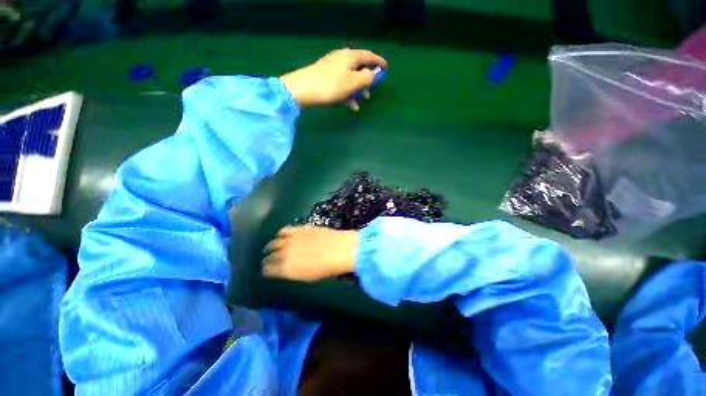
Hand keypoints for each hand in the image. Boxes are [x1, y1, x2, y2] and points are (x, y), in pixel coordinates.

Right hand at [262, 226, 357, 280]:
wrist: (338, 249)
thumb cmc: (326, 268)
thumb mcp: (307, 277)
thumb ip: (292, 272)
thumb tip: (284, 269)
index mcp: (285, 269)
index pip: (267, 270)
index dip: (267, 269)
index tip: (268, 269)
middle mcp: (284, 254)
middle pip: (269, 256)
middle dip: (268, 258)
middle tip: (269, 258)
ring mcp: (290, 240)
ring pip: (274, 242)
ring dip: (272, 246)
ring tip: (273, 246)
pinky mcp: (298, 229)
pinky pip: (284, 230)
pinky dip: (281, 234)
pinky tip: (282, 235)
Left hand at [279, 48, 386, 110]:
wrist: (303, 89)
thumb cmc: (331, 86)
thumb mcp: (353, 83)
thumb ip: (367, 78)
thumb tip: (372, 75)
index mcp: (350, 57)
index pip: (369, 56)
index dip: (379, 63)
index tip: (386, 70)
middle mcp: (342, 58)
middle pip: (359, 67)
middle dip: (366, 81)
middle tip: (370, 93)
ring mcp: (333, 67)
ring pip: (350, 78)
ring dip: (357, 90)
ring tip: (359, 103)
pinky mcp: (326, 76)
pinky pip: (342, 83)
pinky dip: (347, 93)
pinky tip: (349, 105)